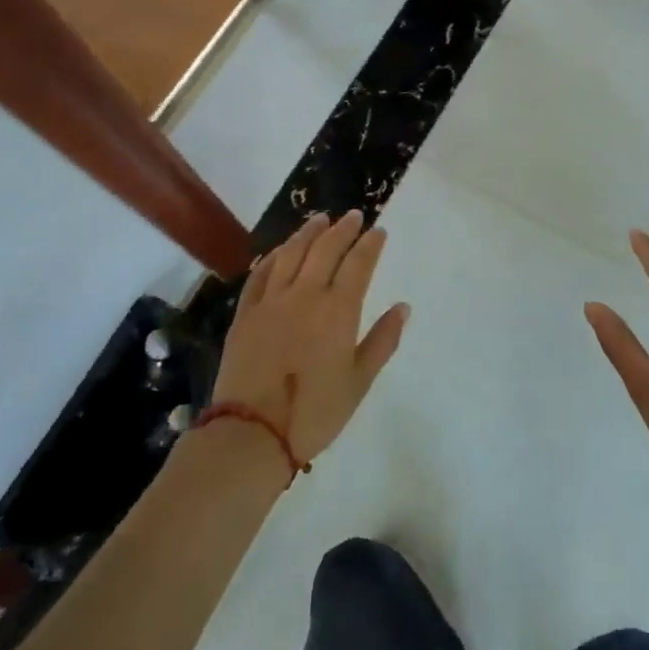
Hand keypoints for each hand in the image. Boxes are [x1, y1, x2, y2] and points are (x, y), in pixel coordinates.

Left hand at [213, 211, 409, 465]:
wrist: (252, 433)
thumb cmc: (315, 412)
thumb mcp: (359, 381)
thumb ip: (382, 340)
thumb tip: (403, 307)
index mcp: (338, 310)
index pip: (358, 264)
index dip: (370, 244)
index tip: (378, 231)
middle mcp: (305, 295)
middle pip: (325, 249)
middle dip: (342, 229)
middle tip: (353, 216)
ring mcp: (271, 301)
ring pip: (291, 254)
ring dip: (308, 233)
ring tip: (319, 219)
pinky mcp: (245, 314)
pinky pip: (260, 274)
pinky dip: (273, 256)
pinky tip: (280, 250)